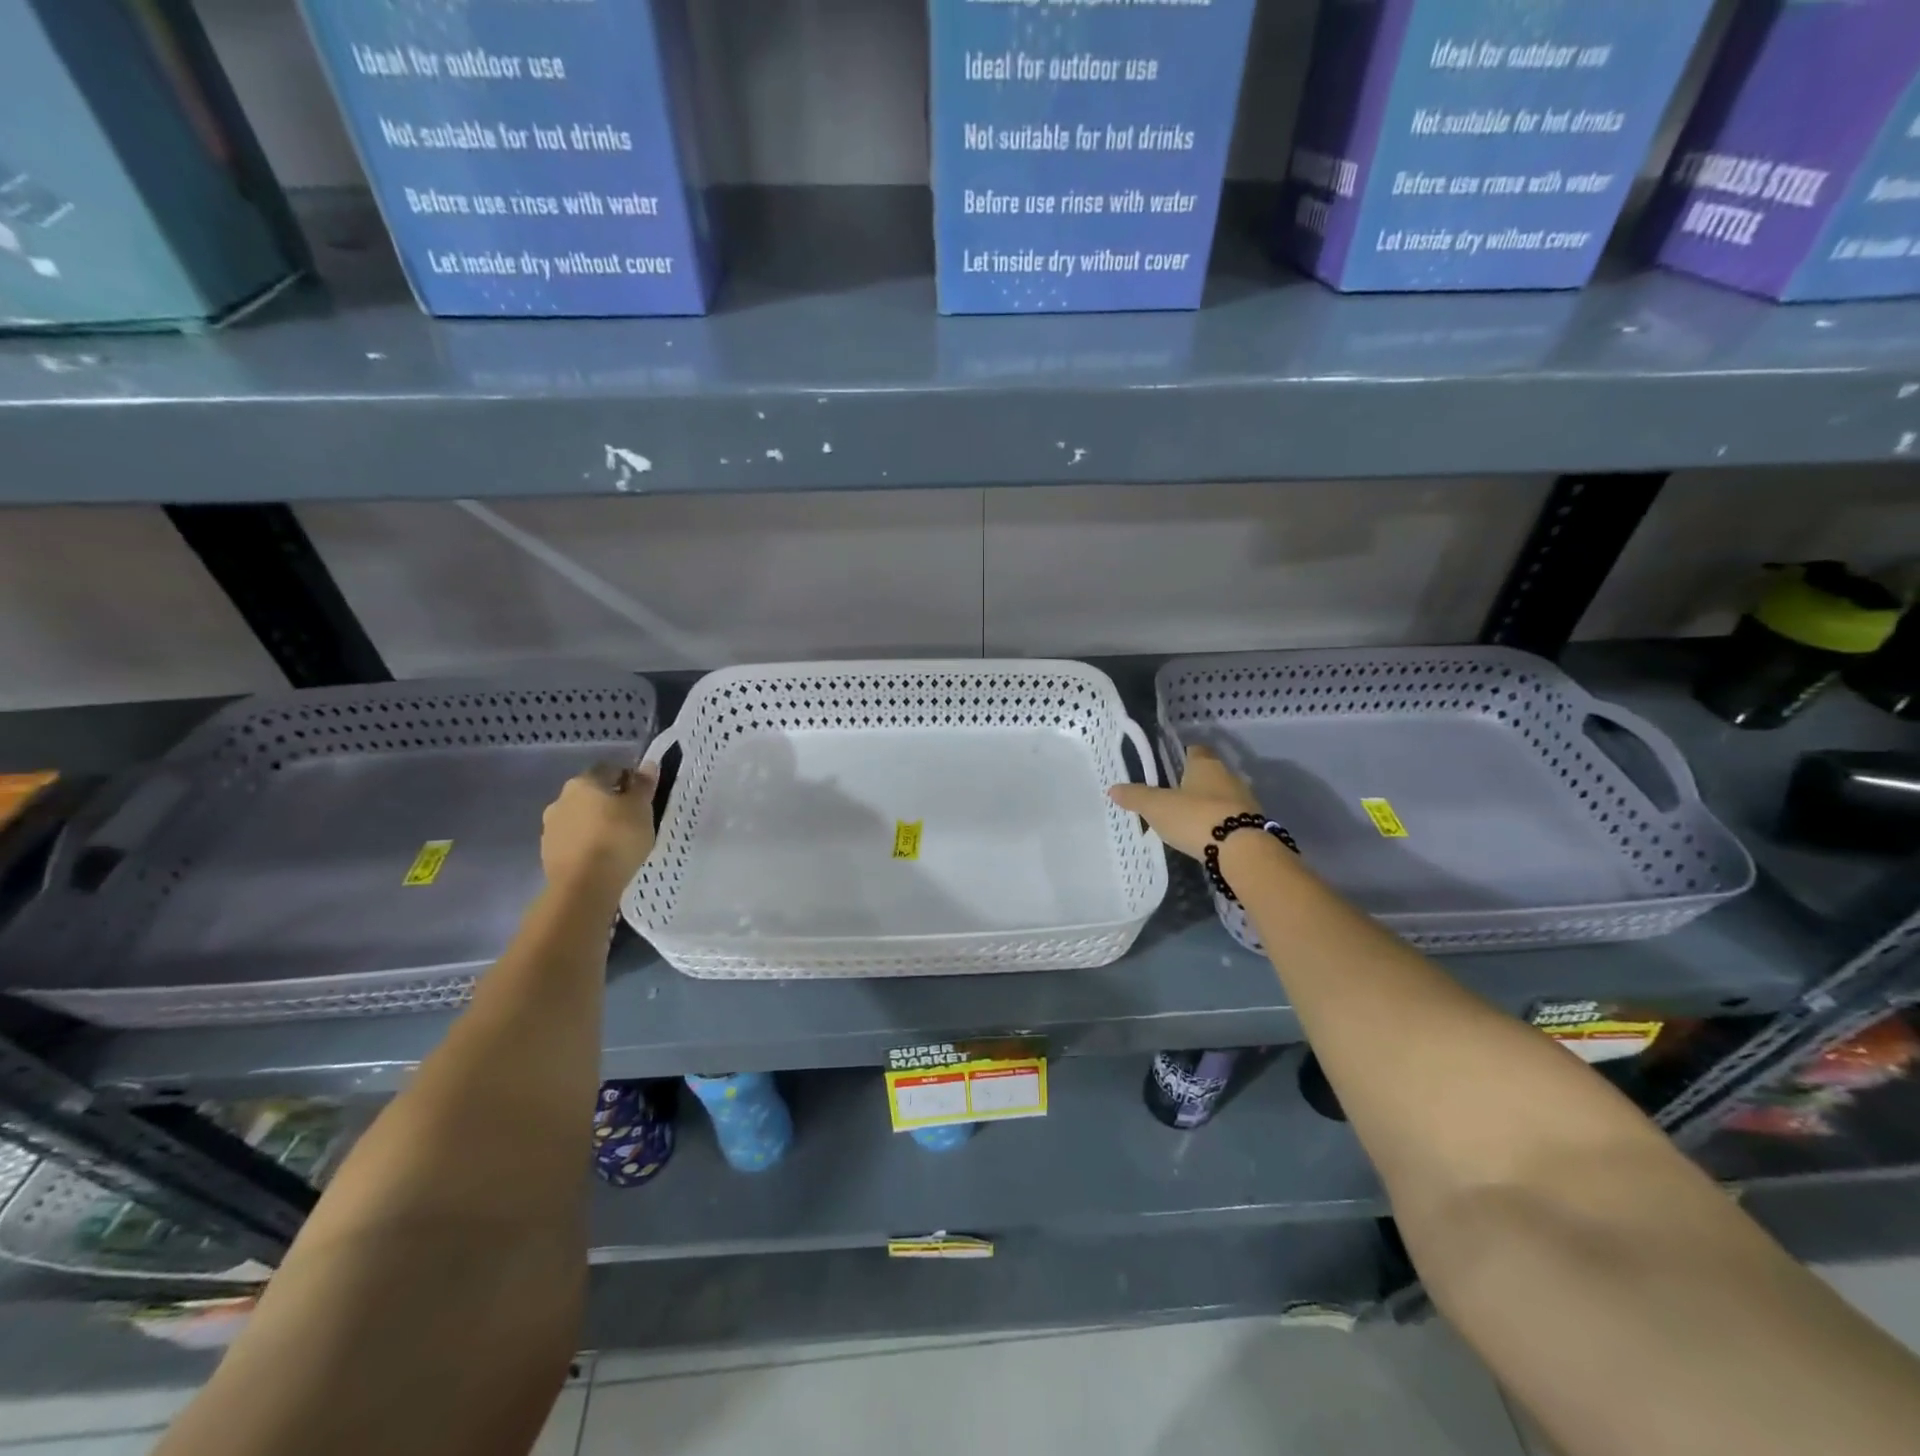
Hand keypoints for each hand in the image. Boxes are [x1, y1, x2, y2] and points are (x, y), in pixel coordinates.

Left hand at [541, 762, 658, 896]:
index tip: (642, 796)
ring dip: (595, 823)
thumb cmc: (618, 839)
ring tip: (616, 841)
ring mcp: (551, 827)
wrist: (584, 886)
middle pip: (591, 793)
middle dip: (609, 802)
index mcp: (584, 783)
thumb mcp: (641, 809)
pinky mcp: (548, 853)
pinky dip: (585, 843)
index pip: (609, 770)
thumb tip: (648, 764)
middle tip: (631, 819)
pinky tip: (601, 857)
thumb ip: (643, 785)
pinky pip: (572, 840)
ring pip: (579, 817)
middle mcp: (561, 799)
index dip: (628, 779)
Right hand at [1108, 744, 1261, 861]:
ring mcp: (1245, 800)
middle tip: (1172, 796)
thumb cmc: (1196, 817)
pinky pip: (1231, 818)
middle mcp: (1228, 776)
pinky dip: (1218, 823)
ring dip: (1207, 805)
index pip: (1194, 750)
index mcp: (1205, 764)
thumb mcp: (1157, 807)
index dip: (1181, 756)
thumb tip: (1112, 788)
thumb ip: (1136, 797)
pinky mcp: (1252, 824)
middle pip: (1209, 773)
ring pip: (1221, 796)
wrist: (1242, 850)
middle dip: (1193, 783)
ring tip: (1187, 820)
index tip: (1167, 766)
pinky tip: (1205, 836)